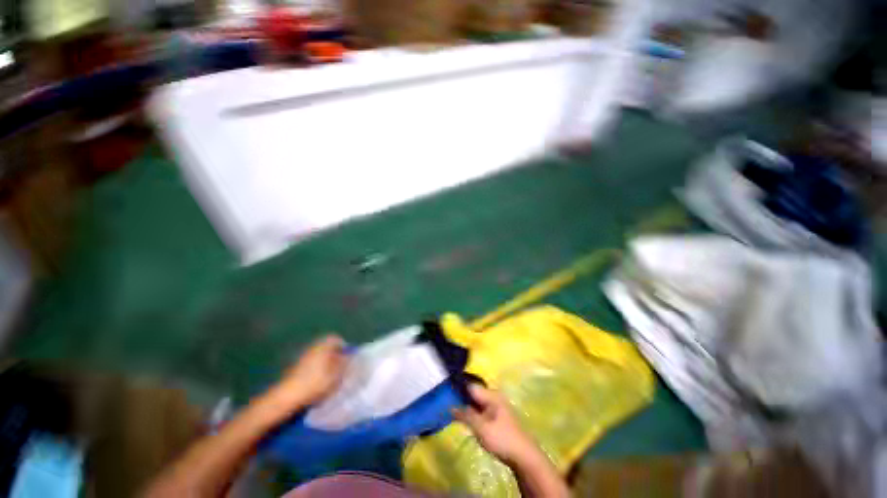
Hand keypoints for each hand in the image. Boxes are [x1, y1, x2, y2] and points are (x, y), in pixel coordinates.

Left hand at [264, 335, 347, 414]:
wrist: (287, 397)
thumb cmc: (315, 383)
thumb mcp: (336, 374)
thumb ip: (346, 364)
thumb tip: (351, 357)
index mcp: (324, 345)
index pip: (336, 339)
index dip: (344, 347)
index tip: (348, 359)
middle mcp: (313, 347)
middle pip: (327, 347)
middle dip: (335, 355)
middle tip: (340, 368)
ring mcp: (303, 357)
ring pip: (319, 356)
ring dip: (326, 363)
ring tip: (330, 377)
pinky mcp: (295, 368)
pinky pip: (311, 364)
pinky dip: (316, 370)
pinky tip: (317, 382)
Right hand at [452, 385, 541, 465]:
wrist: (524, 456)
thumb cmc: (502, 439)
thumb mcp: (481, 428)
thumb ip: (465, 415)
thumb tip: (450, 406)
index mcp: (491, 395)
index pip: (470, 386)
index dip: (458, 389)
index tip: (445, 394)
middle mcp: (494, 396)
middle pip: (474, 393)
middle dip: (461, 398)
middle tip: (447, 405)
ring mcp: (497, 406)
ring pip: (477, 402)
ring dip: (467, 407)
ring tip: (453, 412)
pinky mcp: (497, 416)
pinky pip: (481, 410)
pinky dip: (473, 413)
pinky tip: (466, 420)